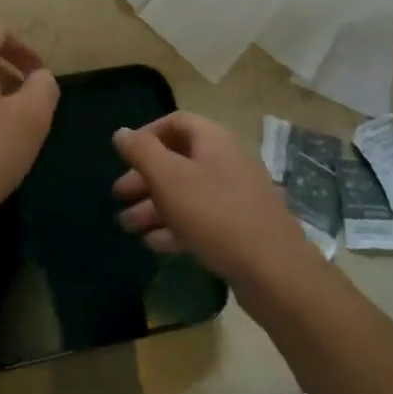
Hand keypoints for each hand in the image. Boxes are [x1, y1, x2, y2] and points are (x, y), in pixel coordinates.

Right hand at [112, 112, 313, 292]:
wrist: (274, 271)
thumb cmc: (215, 214)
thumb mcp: (169, 178)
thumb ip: (142, 152)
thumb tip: (121, 132)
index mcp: (213, 139)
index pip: (175, 122)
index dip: (146, 135)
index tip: (123, 156)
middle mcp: (226, 161)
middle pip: (178, 159)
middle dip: (144, 177)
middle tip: (118, 195)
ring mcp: (235, 195)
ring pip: (186, 192)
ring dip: (154, 206)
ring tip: (127, 226)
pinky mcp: (239, 227)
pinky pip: (200, 218)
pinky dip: (175, 226)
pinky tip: (154, 243)